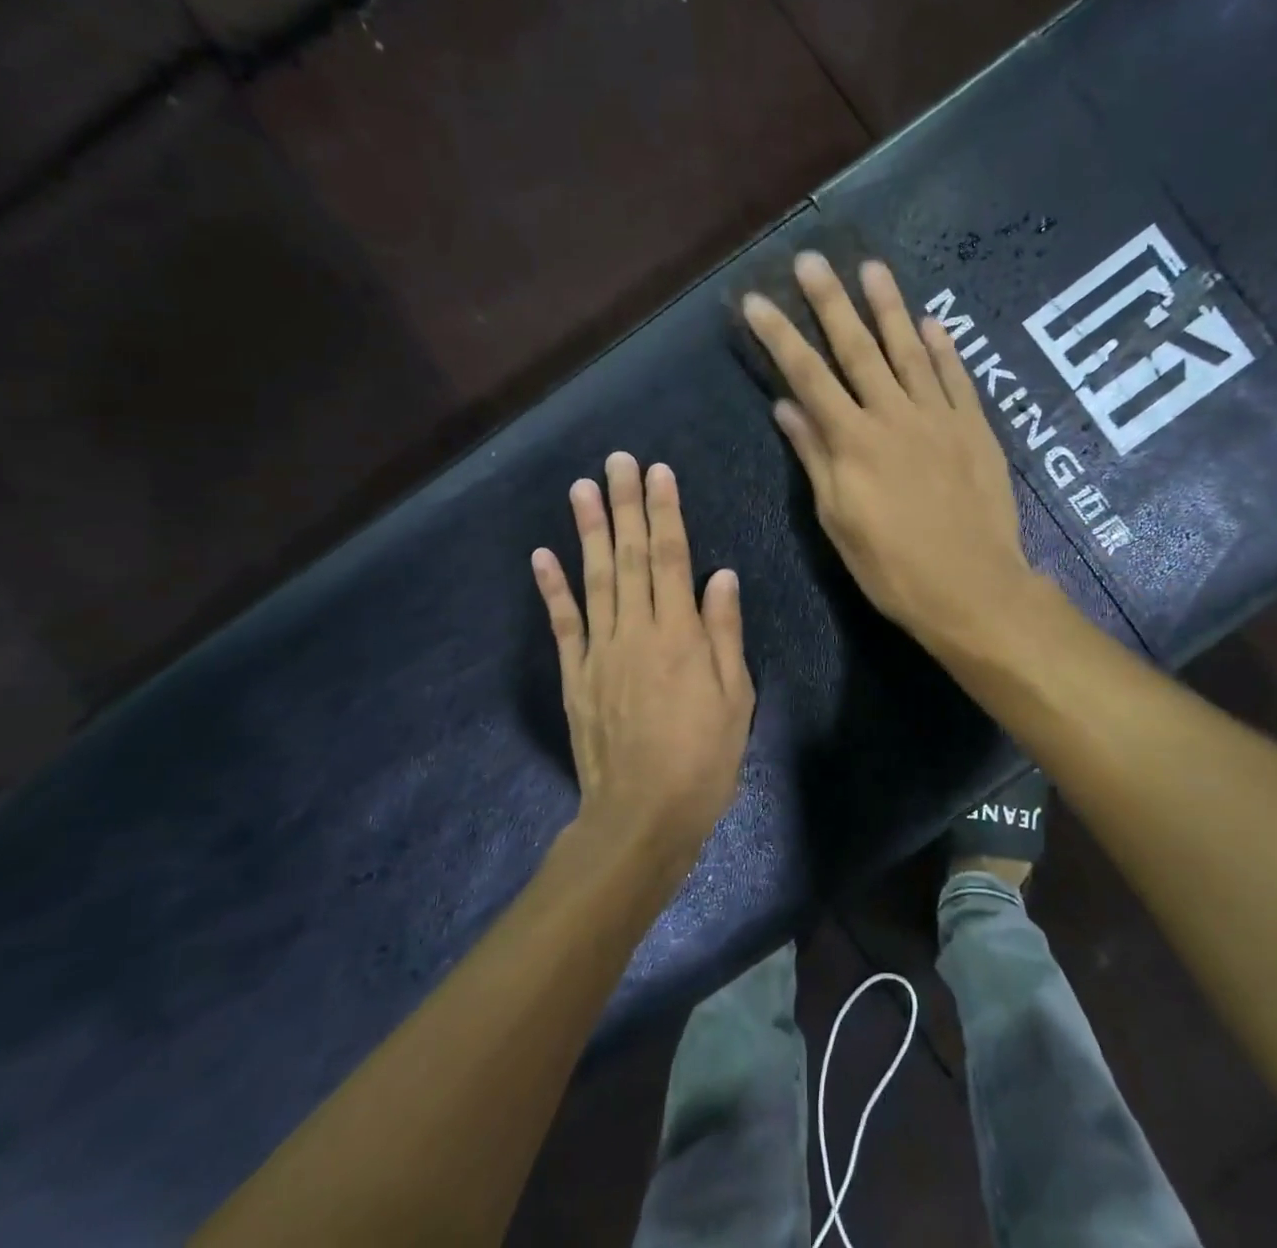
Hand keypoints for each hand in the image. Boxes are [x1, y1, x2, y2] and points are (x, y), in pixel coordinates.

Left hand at [531, 454, 753, 868]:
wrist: (641, 817)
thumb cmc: (703, 760)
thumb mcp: (734, 698)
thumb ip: (723, 632)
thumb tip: (720, 574)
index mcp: (680, 635)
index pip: (670, 558)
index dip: (665, 512)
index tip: (658, 472)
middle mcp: (636, 631)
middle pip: (628, 557)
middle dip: (625, 505)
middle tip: (617, 460)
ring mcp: (599, 652)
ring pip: (593, 579)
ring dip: (586, 531)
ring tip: (581, 487)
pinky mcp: (575, 676)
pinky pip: (563, 624)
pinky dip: (551, 587)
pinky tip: (542, 554)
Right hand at [742, 251, 1033, 649]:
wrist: (972, 588)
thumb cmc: (893, 566)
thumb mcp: (838, 520)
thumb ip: (815, 457)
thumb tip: (786, 407)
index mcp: (853, 441)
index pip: (807, 375)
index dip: (779, 335)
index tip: (757, 300)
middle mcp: (894, 415)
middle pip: (857, 348)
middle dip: (830, 302)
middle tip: (812, 259)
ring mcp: (939, 417)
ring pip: (910, 350)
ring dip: (889, 307)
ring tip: (872, 268)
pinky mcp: (975, 428)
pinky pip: (957, 377)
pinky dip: (944, 347)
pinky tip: (932, 322)